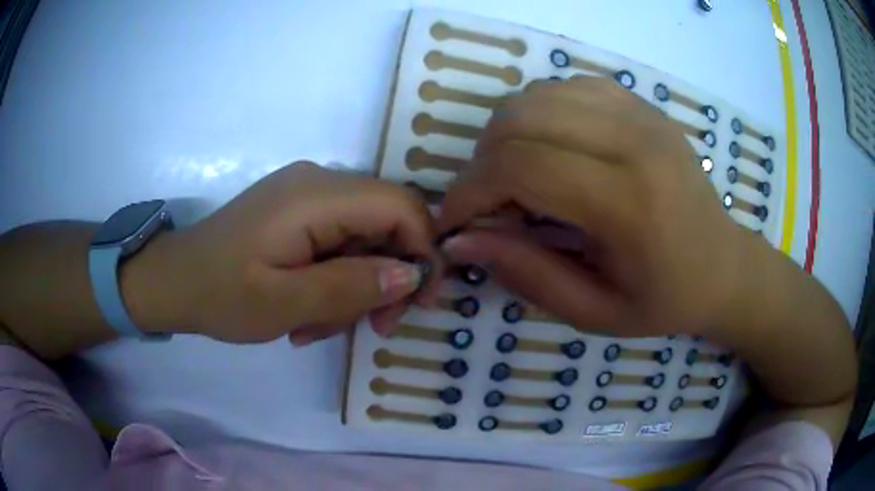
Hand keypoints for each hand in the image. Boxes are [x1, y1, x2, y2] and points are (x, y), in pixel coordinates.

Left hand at [126, 162, 439, 344]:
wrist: (174, 281)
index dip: (423, 251)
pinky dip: (334, 281)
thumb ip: (351, 286)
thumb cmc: (221, 294)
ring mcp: (307, 196)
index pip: (401, 205)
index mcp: (316, 195)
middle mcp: (319, 183)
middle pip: (387, 223)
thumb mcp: (285, 303)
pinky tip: (307, 313)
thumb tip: (411, 274)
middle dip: (388, 278)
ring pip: (364, 240)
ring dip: (355, 288)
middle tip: (374, 328)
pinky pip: (338, 244)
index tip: (418, 304)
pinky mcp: (297, 214)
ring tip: (319, 328)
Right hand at [439, 77, 753, 336]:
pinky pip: (567, 88)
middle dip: (482, 161)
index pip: (521, 166)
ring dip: (507, 134)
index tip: (457, 221)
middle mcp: (634, 141)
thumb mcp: (594, 312)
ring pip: (538, 95)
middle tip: (489, 202)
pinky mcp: (641, 105)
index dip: (471, 191)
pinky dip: (541, 115)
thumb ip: (527, 274)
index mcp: (628, 202)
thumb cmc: (665, 299)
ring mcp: (640, 114)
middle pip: (521, 120)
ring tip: (515, 176)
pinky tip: (551, 150)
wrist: (723, 265)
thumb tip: (462, 241)